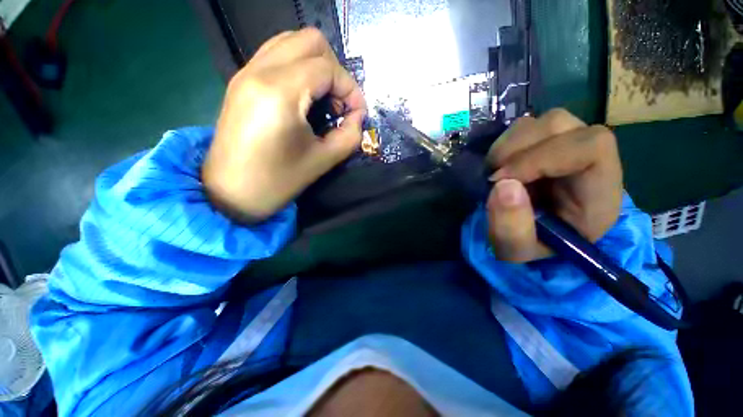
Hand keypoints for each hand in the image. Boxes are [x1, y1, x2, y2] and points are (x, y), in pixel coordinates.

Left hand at [203, 28, 366, 222]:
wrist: (230, 193)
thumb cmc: (277, 182)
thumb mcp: (323, 161)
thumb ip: (350, 136)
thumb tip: (358, 117)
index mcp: (281, 93)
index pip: (328, 69)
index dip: (350, 89)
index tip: (358, 114)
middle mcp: (260, 71)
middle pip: (310, 41)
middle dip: (335, 71)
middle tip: (340, 104)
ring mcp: (246, 72)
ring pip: (291, 41)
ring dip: (317, 66)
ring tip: (324, 100)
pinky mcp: (241, 80)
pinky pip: (276, 55)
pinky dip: (299, 68)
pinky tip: (304, 97)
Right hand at [486, 109, 622, 262]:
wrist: (535, 238)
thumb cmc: (532, 248)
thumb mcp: (517, 252)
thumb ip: (511, 228)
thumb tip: (502, 185)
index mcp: (598, 194)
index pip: (592, 148)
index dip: (541, 157)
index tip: (502, 180)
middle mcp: (591, 161)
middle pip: (562, 125)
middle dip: (517, 149)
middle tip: (492, 177)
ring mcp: (570, 148)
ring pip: (543, 121)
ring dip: (508, 145)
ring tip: (495, 172)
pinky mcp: (550, 145)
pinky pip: (528, 128)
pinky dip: (506, 144)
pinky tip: (499, 166)